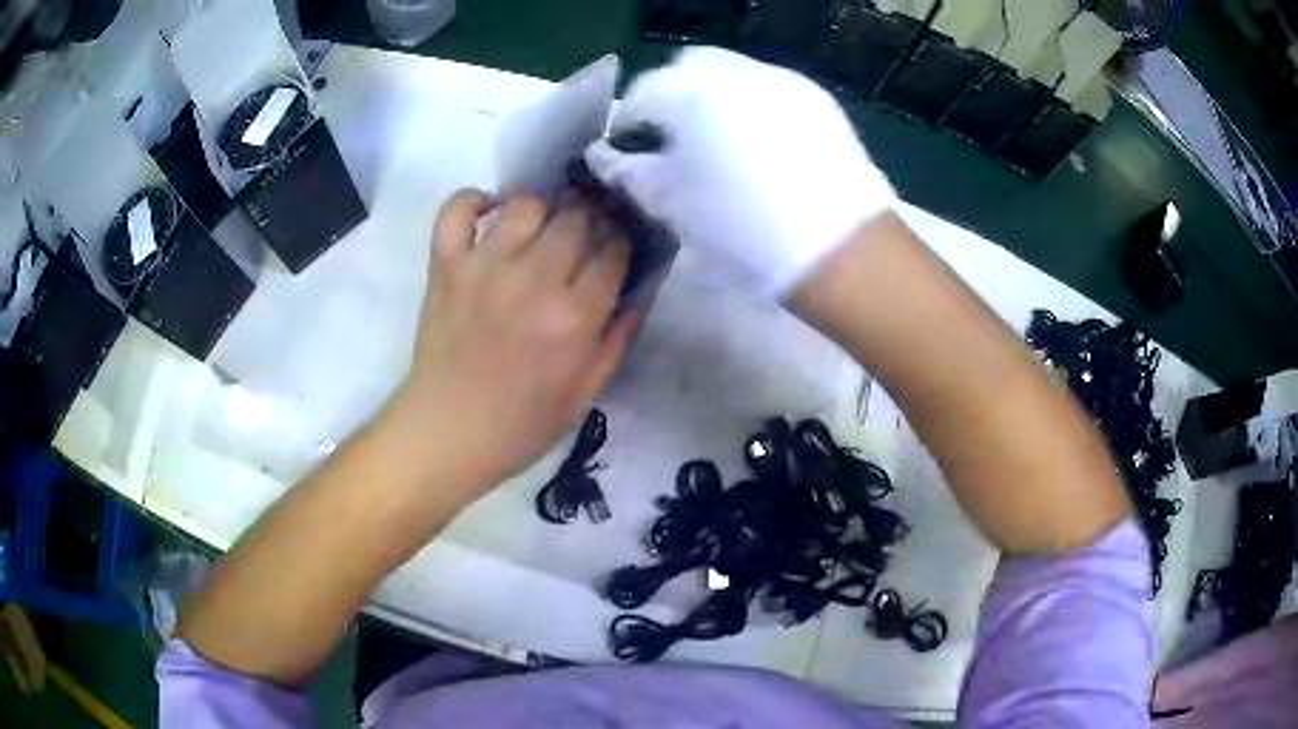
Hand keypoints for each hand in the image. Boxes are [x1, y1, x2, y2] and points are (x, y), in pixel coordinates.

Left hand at [388, 190, 638, 491]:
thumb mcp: (585, 394)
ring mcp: (484, 266)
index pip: (613, 252)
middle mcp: (533, 280)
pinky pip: (457, 209)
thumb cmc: (520, 425)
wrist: (447, 433)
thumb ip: (616, 341)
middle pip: (577, 218)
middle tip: (582, 237)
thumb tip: (637, 295)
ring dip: (542, 209)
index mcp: (574, 317)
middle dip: (590, 222)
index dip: (620, 246)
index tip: (614, 251)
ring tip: (539, 228)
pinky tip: (488, 213)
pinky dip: (473, 201)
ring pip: (526, 203)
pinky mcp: (447, 264)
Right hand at [585, 47, 895, 297]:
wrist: (838, 248)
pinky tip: (761, 143)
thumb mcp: (675, 205)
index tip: (631, 144)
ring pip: (733, 72)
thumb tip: (609, 159)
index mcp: (694, 96)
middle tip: (675, 134)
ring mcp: (783, 81)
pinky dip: (752, 104)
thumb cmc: (744, 229)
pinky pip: (771, 88)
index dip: (631, 116)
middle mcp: (738, 74)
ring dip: (714, 95)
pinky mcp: (817, 98)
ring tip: (720, 139)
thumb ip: (634, 174)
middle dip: (674, 92)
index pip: (645, 90)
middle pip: (690, 65)